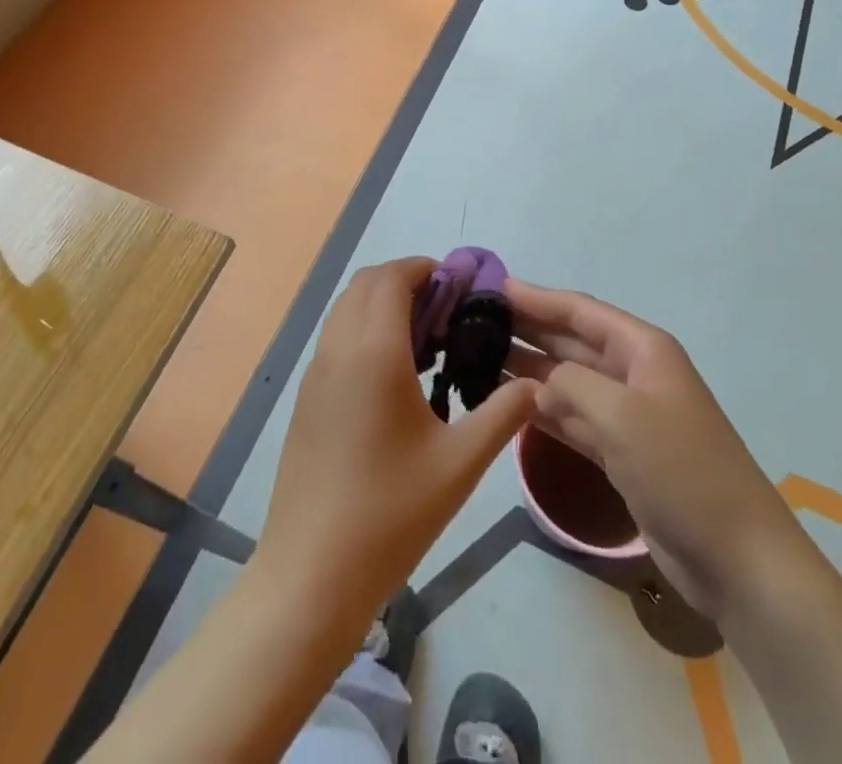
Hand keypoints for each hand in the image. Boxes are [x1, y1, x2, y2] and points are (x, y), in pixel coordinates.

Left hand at [255, 258, 537, 628]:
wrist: (310, 573)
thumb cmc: (390, 514)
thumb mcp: (460, 465)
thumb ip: (501, 414)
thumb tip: (534, 385)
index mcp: (373, 352)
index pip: (392, 277)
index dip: (425, 268)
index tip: (459, 287)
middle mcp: (338, 349)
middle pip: (365, 284)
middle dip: (406, 282)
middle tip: (447, 313)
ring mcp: (315, 373)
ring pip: (346, 309)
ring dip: (382, 306)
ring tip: (426, 344)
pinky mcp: (306, 399)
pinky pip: (336, 339)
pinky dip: (364, 331)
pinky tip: (395, 379)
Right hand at [507, 276, 793, 620]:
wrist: (737, 559)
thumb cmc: (681, 470)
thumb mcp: (620, 415)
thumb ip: (570, 383)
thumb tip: (537, 381)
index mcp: (642, 349)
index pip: (579, 310)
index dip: (536, 297)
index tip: (490, 288)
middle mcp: (632, 373)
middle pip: (570, 341)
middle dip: (526, 329)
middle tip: (473, 322)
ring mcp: (626, 414)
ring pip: (566, 379)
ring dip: (527, 369)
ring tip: (477, 358)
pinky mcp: (620, 453)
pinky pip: (571, 418)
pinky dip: (541, 409)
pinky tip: (505, 403)